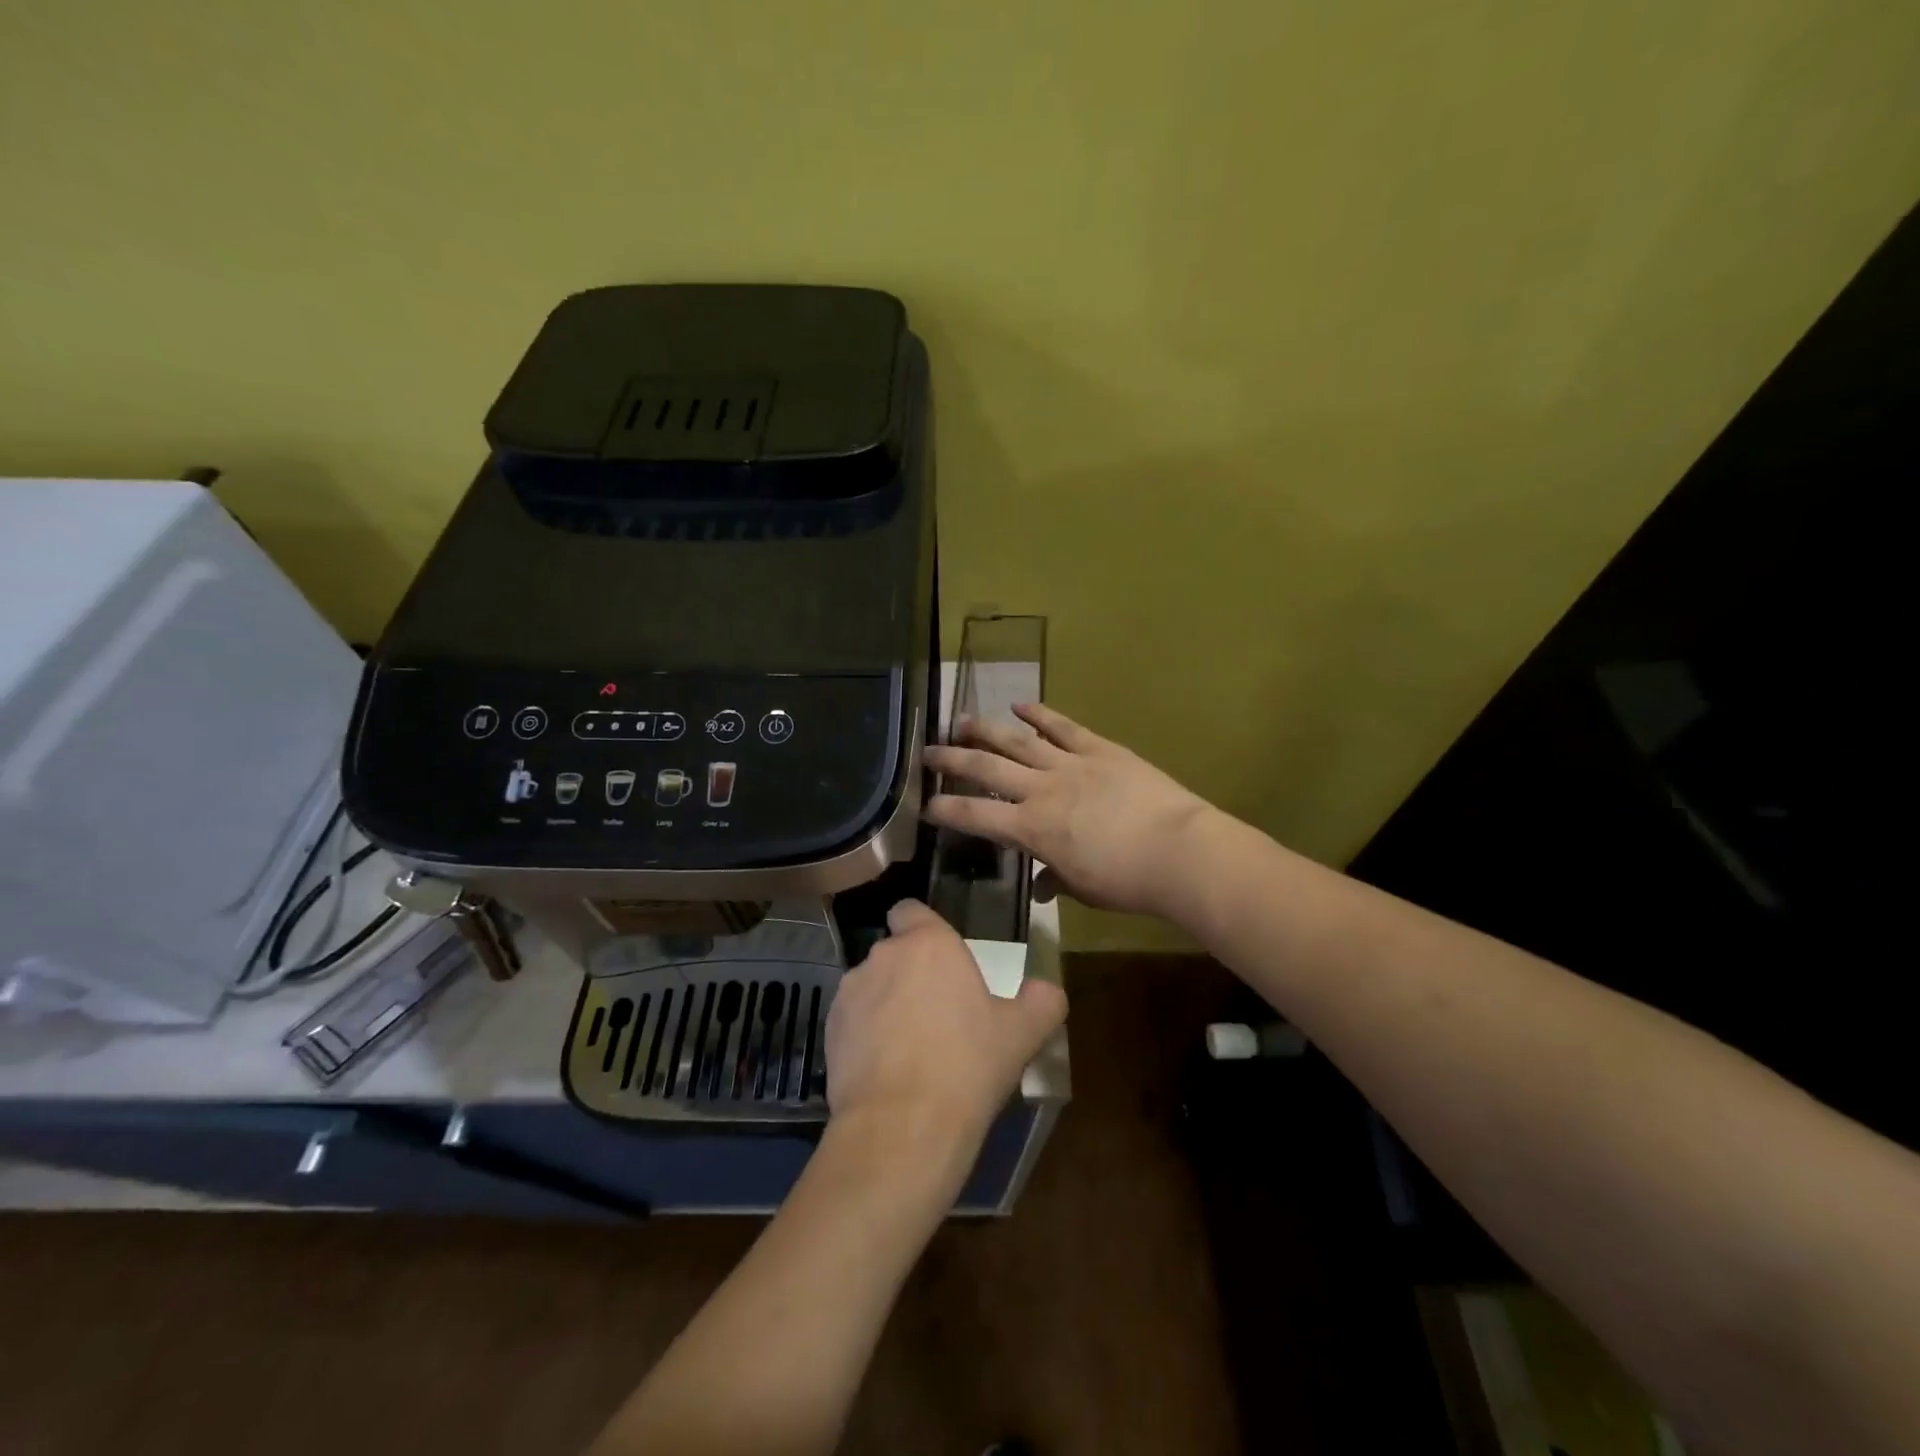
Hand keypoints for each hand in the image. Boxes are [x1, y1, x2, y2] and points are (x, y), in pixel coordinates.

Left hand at [826, 900, 1065, 1155]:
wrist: (902, 1127)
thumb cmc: (967, 1065)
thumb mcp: (1022, 1034)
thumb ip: (1041, 1001)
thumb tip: (1047, 989)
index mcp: (928, 943)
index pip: (911, 910)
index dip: (923, 927)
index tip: (941, 958)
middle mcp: (883, 956)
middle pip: (895, 951)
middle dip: (911, 973)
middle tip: (939, 1012)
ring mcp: (850, 992)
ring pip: (872, 986)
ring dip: (887, 1003)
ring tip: (911, 1048)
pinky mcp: (829, 1030)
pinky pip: (852, 1020)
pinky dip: (865, 1035)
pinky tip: (886, 1071)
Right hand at [923, 703, 1212, 919]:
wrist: (1178, 851)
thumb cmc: (1127, 881)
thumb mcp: (1083, 889)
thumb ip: (1055, 880)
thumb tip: (1040, 885)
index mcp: (1032, 829)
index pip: (976, 816)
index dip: (946, 808)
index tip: (926, 804)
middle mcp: (1041, 790)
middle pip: (986, 769)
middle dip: (953, 759)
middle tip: (928, 751)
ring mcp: (1070, 764)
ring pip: (1018, 741)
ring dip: (986, 729)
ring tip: (961, 719)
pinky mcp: (1099, 749)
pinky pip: (1063, 727)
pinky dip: (1041, 713)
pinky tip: (1020, 703)